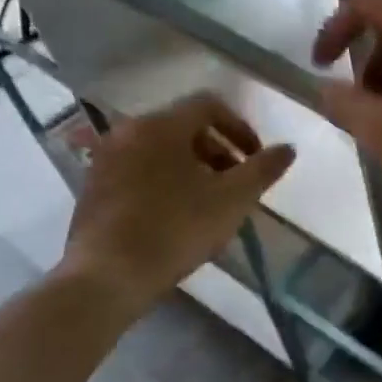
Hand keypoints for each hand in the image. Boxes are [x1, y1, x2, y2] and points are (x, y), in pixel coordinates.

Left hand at [55, 95, 293, 318]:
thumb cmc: (176, 229)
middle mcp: (128, 131)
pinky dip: (165, 181)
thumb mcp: (233, 200)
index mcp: (161, 126)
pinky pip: (139, 170)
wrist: (108, 276)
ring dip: (193, 167)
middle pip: (183, 127)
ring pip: (160, 149)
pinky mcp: (94, 187)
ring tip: (210, 202)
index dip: (240, 128)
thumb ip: (263, 169)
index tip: (255, 159)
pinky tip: (177, 216)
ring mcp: (105, 159)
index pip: (208, 105)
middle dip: (218, 150)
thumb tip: (287, 149)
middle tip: (236, 183)